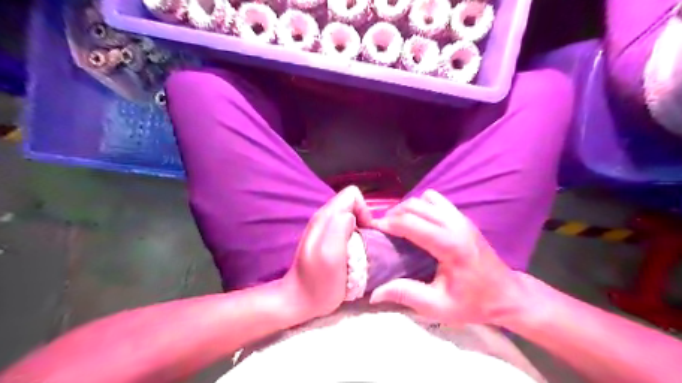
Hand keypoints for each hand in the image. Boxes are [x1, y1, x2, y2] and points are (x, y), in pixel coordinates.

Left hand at [282, 185, 372, 322]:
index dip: (364, 210)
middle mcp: (324, 218)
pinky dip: (354, 238)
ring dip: (360, 231)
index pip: (352, 194)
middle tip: (364, 245)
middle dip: (364, 221)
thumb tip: (352, 217)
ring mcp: (324, 229)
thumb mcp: (331, 254)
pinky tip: (352, 255)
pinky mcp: (326, 239)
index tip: (366, 233)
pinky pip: (347, 229)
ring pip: (351, 217)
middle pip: (352, 204)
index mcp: (325, 217)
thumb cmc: (319, 282)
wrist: (299, 300)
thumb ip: (340, 227)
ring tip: (358, 251)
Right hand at [371, 188, 522, 325]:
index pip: (410, 222)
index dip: (388, 224)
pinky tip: (418, 223)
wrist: (507, 294)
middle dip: (394, 214)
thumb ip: (406, 295)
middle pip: (414, 205)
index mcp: (450, 245)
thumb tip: (374, 293)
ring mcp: (460, 218)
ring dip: (408, 208)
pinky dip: (421, 206)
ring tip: (399, 225)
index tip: (373, 231)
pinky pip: (436, 200)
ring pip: (424, 198)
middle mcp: (455, 224)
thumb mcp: (438, 307)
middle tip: (383, 230)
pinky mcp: (462, 217)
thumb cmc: (474, 303)